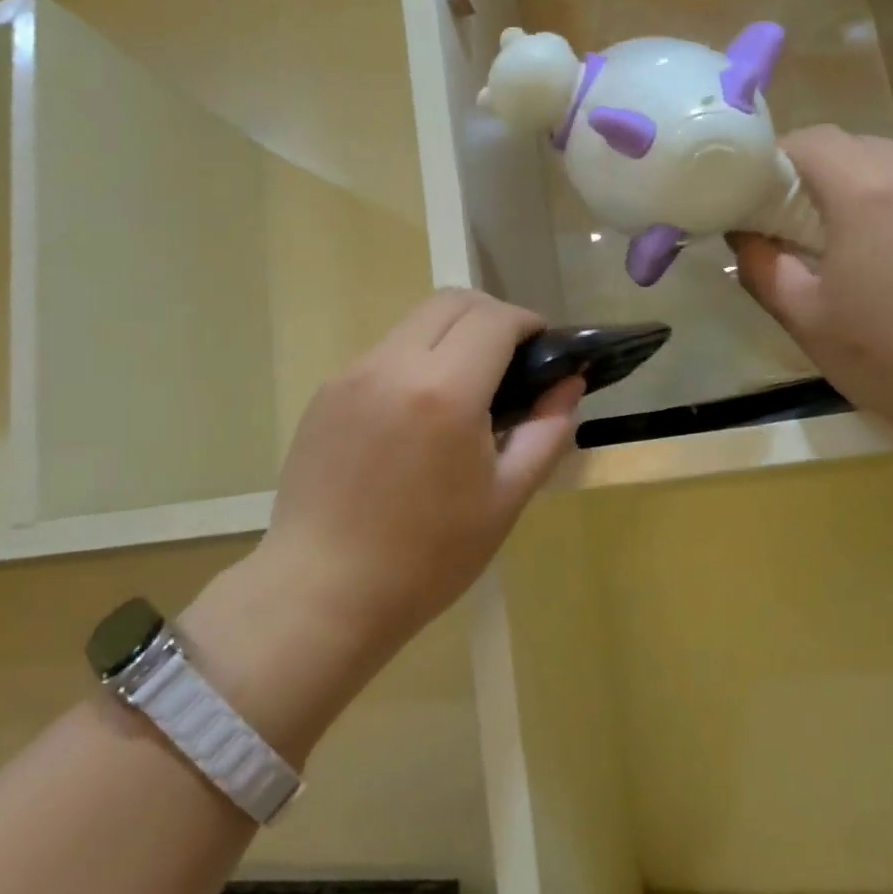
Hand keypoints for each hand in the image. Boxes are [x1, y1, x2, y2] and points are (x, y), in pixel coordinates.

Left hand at [256, 289, 583, 658]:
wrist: (324, 591)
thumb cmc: (428, 557)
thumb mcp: (505, 499)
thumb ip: (546, 432)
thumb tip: (568, 384)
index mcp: (444, 391)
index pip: (495, 318)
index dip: (528, 323)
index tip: (544, 349)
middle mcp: (392, 365)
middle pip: (450, 301)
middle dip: (491, 316)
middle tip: (511, 361)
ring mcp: (350, 375)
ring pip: (412, 324)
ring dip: (449, 337)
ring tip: (463, 392)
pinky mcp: (324, 393)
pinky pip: (381, 356)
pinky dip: (413, 362)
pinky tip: (416, 417)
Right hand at [731, 126, 892, 452]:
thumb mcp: (808, 322)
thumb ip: (764, 270)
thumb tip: (748, 238)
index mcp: (867, 192)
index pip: (810, 140)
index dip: (777, 161)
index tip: (762, 200)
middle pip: (859, 148)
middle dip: (822, 178)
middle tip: (806, 230)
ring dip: (874, 196)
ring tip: (870, 253)